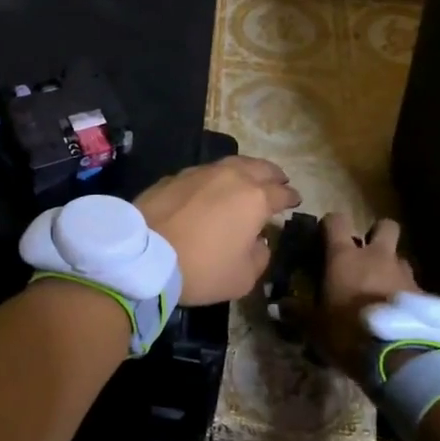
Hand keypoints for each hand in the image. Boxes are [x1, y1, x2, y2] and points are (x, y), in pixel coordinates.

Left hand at [136, 156, 300, 305]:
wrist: (144, 253)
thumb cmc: (201, 267)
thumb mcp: (242, 277)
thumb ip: (260, 256)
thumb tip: (259, 242)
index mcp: (254, 198)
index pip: (281, 193)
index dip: (291, 197)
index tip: (295, 199)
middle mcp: (231, 176)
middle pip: (260, 167)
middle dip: (272, 175)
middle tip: (278, 181)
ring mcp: (201, 172)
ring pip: (231, 163)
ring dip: (245, 170)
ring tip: (248, 179)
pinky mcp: (175, 176)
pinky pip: (205, 172)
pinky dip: (216, 177)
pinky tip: (213, 187)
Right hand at [289, 213, 419, 376]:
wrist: (399, 355)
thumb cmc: (348, 331)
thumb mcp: (315, 326)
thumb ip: (298, 312)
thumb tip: (278, 306)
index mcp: (345, 256)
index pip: (337, 221)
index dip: (331, 224)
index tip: (325, 234)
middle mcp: (377, 256)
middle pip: (384, 226)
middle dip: (377, 234)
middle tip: (367, 253)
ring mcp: (404, 273)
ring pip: (400, 257)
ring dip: (392, 268)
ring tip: (383, 290)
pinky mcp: (424, 295)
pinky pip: (413, 286)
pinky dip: (406, 294)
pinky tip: (400, 314)